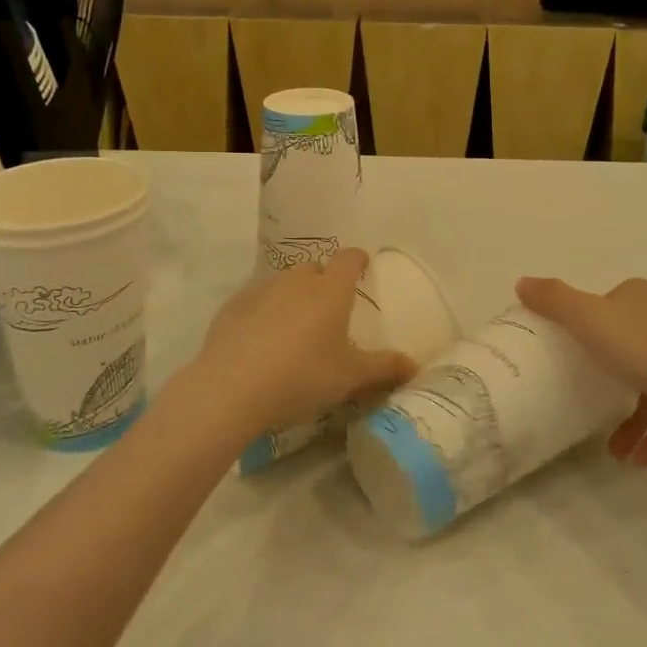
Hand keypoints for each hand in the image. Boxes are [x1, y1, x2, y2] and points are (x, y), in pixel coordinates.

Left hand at [188, 250, 416, 440]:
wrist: (232, 388)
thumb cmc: (302, 376)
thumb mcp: (350, 377)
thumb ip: (384, 368)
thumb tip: (414, 366)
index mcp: (330, 291)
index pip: (348, 259)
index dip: (357, 259)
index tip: (362, 265)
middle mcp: (297, 281)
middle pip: (315, 268)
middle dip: (324, 280)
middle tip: (329, 308)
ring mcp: (261, 291)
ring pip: (284, 283)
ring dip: (293, 296)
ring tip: (295, 326)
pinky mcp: (233, 307)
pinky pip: (256, 301)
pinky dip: (263, 312)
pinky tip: (261, 340)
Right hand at [516, 276, 646, 465]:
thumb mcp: (590, 320)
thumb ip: (555, 301)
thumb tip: (522, 281)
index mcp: (641, 295)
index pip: (610, 304)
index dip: (590, 325)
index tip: (575, 354)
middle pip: (632, 340)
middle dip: (611, 375)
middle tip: (590, 403)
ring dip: (634, 415)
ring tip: (616, 451)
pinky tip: (642, 458)